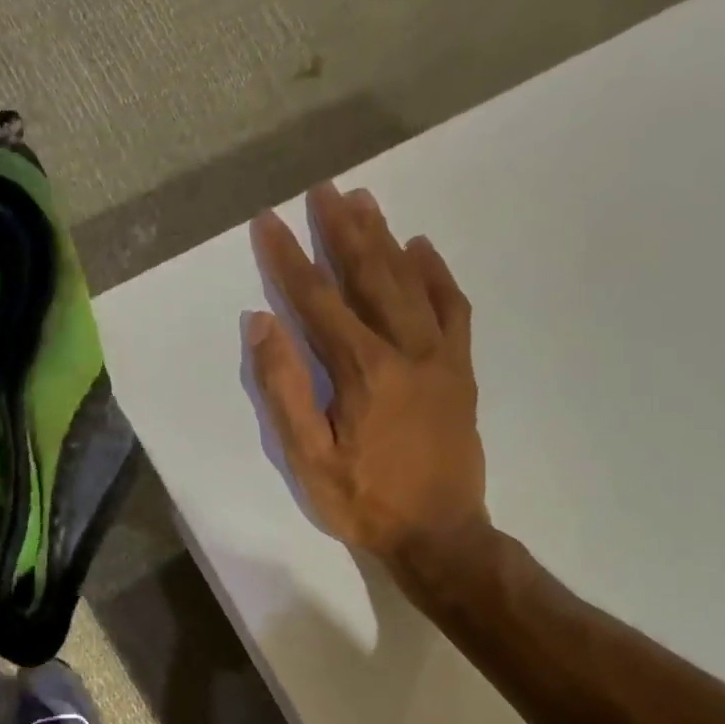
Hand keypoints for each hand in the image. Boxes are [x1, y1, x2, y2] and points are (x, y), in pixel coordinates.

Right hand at [248, 183, 487, 575]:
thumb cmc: (364, 501)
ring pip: (411, 282)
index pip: (317, 299)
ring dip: (384, 239)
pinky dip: (436, 274)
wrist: (441, 534)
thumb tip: (263, 323)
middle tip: (324, 190)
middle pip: (370, 275)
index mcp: (363, 370)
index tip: (268, 221)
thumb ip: (284, 389)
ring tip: (364, 201)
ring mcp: (441, 356)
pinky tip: (421, 248)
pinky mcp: (461, 368)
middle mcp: (406, 349)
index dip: (288, 257)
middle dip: (342, 230)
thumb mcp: (308, 458)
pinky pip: (453, 307)